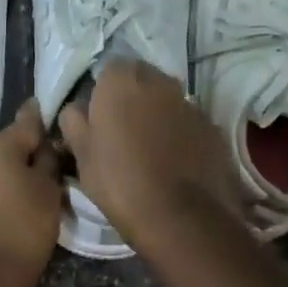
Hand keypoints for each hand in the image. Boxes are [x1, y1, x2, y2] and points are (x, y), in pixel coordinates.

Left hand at [0, 101, 62, 282]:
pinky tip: (6, 201)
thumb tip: (43, 146)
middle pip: (5, 143)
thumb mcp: (49, 190)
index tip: (45, 110)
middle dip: (22, 151)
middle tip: (44, 167)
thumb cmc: (24, 225)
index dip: (40, 118)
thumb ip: (47, 160)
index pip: (26, 122)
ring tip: (25, 188)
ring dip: (5, 169)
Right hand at [57, 60, 243, 248]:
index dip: (103, 92)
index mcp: (122, 81)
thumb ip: (74, 121)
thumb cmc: (119, 180)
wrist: (180, 217)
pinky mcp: (213, 128)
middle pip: (141, 79)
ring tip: (148, 149)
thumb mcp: (81, 153)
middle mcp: (160, 81)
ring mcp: (190, 104)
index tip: (98, 117)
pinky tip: (173, 162)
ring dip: (157, 115)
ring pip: (167, 101)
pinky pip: (188, 123)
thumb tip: (77, 108)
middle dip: (132, 98)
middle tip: (121, 131)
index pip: (109, 69)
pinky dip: (180, 134)